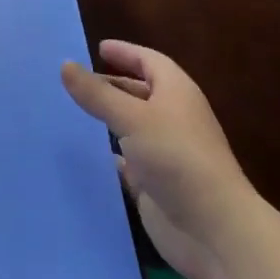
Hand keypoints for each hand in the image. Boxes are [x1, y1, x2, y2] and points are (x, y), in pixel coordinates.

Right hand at [62, 40, 254, 278]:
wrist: (214, 231)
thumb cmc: (176, 158)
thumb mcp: (132, 118)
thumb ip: (97, 94)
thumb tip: (65, 64)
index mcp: (176, 93)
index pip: (150, 61)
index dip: (126, 53)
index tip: (98, 48)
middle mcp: (173, 119)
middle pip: (140, 93)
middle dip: (112, 84)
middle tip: (77, 80)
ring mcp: (165, 154)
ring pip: (131, 127)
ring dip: (107, 119)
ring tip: (72, 111)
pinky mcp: (156, 184)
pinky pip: (127, 162)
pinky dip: (108, 154)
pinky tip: (85, 153)